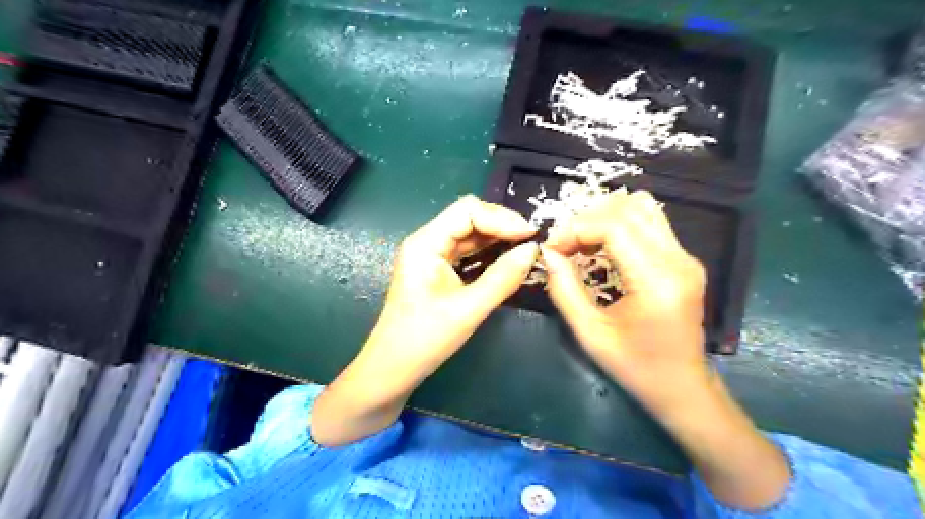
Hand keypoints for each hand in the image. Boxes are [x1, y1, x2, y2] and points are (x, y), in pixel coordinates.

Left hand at [367, 194, 543, 376]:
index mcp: (425, 243)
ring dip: (498, 238)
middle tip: (532, 242)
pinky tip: (508, 260)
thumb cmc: (425, 339)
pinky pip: (467, 251)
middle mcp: (427, 241)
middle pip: (469, 216)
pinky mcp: (437, 269)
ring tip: (526, 249)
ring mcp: (431, 255)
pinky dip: (489, 252)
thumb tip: (533, 251)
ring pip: (470, 233)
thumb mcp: (469, 309)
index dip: (502, 218)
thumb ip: (503, 277)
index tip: (530, 236)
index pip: (468, 210)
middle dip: (502, 225)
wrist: (393, 368)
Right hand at [543, 188, 709, 419]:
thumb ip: (564, 289)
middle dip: (587, 220)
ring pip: (643, 208)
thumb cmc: (635, 368)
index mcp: (657, 281)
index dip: (576, 229)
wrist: (682, 387)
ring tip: (581, 243)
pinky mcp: (684, 259)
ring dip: (605, 218)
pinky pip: (649, 223)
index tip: (552, 248)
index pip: (614, 226)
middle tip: (564, 245)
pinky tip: (602, 248)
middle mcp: (678, 260)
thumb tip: (547, 253)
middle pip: (629, 208)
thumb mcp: (590, 334)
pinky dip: (619, 226)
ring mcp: (685, 257)